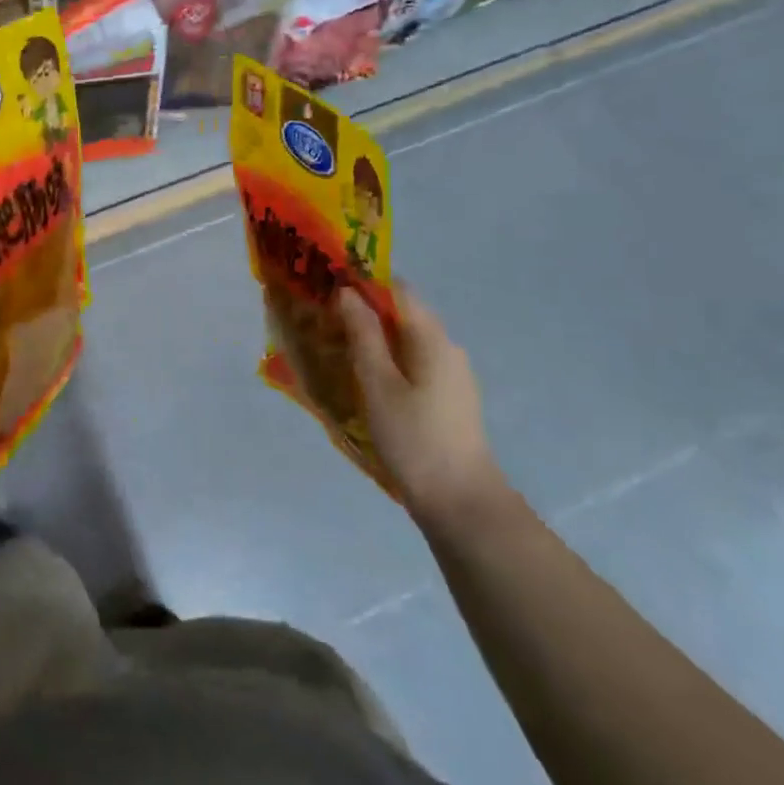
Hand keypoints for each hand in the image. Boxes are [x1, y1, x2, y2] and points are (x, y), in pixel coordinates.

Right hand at [337, 282, 509, 536]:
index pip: (398, 289)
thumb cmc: (414, 438)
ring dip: (373, 338)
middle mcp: (447, 347)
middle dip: (363, 312)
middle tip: (323, 322)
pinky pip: (413, 364)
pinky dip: (387, 361)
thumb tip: (347, 292)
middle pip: (402, 314)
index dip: (363, 283)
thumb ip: (363, 334)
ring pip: (406, 341)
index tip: (328, 289)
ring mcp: (451, 374)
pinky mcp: (448, 398)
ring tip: (336, 351)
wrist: (460, 501)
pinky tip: (364, 381)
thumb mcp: (378, 383)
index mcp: (432, 338)